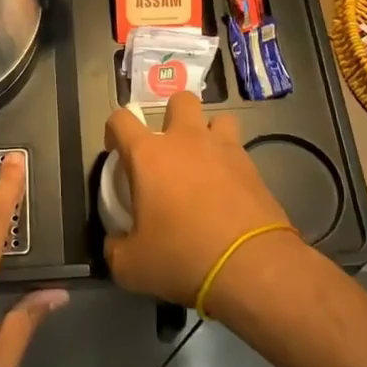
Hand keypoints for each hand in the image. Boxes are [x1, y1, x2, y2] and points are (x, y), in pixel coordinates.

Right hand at [103, 92, 301, 305]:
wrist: (251, 265)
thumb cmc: (182, 256)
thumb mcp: (131, 266)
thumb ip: (115, 248)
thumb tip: (116, 243)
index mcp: (149, 154)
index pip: (121, 119)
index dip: (113, 130)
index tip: (116, 152)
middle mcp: (186, 140)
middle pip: (180, 100)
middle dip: (172, 116)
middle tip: (168, 150)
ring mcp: (224, 149)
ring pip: (218, 119)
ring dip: (208, 134)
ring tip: (204, 162)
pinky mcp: (253, 167)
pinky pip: (238, 150)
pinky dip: (230, 163)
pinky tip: (228, 190)